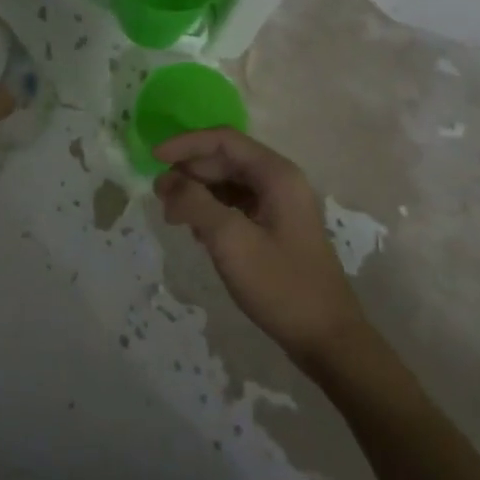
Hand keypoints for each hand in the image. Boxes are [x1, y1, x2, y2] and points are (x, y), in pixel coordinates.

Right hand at [154, 128, 370, 369]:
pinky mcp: (275, 228)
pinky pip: (236, 205)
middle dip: (189, 172)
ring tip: (173, 217)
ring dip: (197, 192)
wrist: (326, 339)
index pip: (223, 140)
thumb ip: (195, 203)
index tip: (153, 159)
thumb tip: (167, 181)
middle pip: (225, 160)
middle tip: (159, 197)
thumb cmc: (281, 285)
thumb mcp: (230, 241)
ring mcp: (280, 206)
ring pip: (228, 183)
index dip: (185, 144)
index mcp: (277, 175)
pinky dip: (211, 211)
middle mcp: (280, 182)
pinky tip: (197, 233)